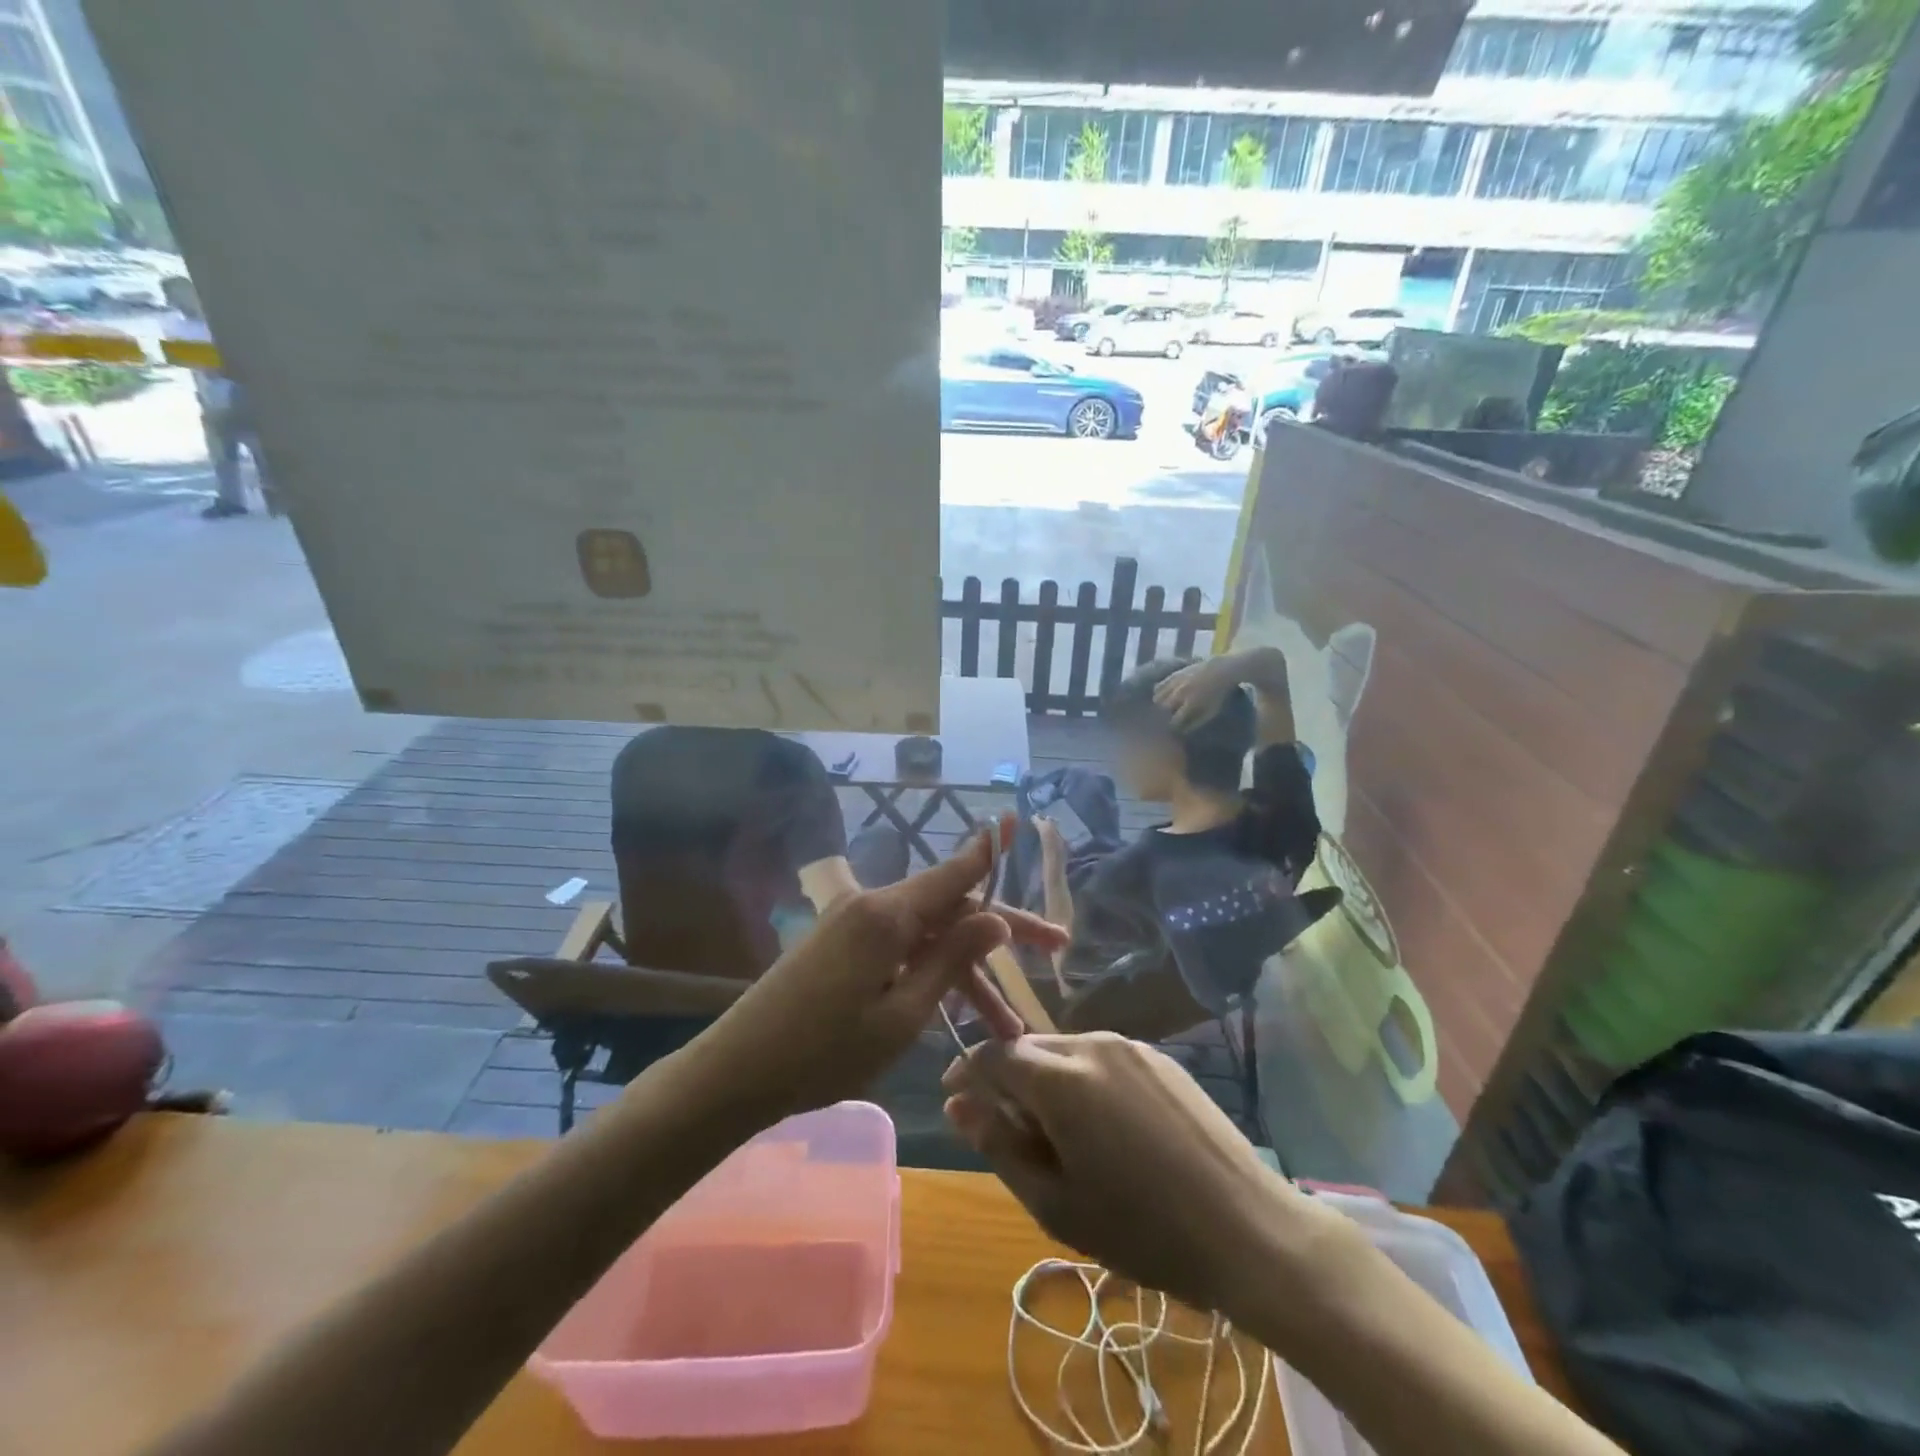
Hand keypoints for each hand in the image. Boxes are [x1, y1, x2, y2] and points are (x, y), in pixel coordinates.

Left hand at [690, 822, 1067, 1124]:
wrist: (737, 1072)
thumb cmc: (824, 1053)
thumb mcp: (902, 1016)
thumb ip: (950, 960)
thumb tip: (994, 917)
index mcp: (887, 915)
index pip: (954, 873)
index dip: (991, 853)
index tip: (1018, 823)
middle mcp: (872, 905)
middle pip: (949, 908)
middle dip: (1000, 934)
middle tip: (1055, 950)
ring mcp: (853, 923)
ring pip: (927, 936)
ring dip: (966, 971)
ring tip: (1007, 1025)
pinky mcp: (841, 943)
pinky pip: (900, 947)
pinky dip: (931, 972)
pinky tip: (956, 1008)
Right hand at [943, 1032, 1318, 1313]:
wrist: (1246, 1228)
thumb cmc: (1141, 1228)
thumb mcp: (1054, 1201)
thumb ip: (998, 1145)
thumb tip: (958, 1105)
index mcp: (1061, 1077)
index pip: (993, 1054)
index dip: (967, 1073)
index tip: (955, 1100)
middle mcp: (1093, 1043)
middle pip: (1030, 1048)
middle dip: (1008, 1079)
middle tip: (1010, 1132)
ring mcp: (1131, 1046)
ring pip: (1066, 1051)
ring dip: (1048, 1080)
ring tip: (1060, 1135)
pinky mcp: (1160, 1058)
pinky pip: (1103, 1057)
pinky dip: (1084, 1080)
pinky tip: (1105, 1127)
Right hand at [1152, 656, 1247, 730]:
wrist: (1220, 671)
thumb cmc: (1217, 694)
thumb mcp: (1211, 712)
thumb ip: (1196, 723)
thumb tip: (1183, 732)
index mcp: (1189, 704)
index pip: (1174, 721)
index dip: (1173, 727)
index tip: (1174, 728)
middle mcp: (1179, 694)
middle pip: (1162, 709)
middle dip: (1164, 715)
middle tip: (1169, 717)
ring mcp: (1174, 683)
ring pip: (1157, 698)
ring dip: (1160, 705)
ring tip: (1165, 707)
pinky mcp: (1172, 675)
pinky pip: (1158, 686)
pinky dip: (1158, 693)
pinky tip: (1163, 696)